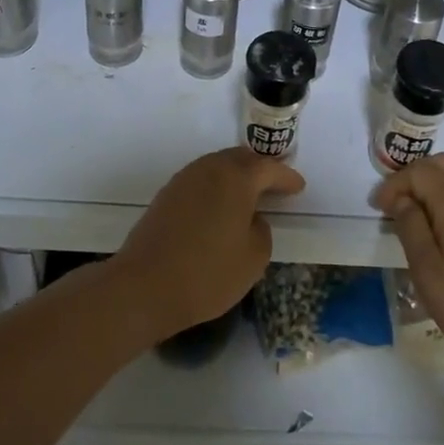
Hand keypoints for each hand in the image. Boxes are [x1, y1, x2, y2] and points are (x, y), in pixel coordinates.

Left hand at [110, 147, 303, 342]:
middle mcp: (209, 169)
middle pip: (241, 158)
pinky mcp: (166, 195)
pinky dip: (216, 188)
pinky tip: (219, 208)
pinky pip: (201, 181)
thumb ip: (261, 231)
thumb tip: (252, 220)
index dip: (287, 177)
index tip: (299, 187)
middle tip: (275, 185)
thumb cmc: (207, 272)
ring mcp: (184, 179)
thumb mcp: (254, 258)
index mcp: (236, 177)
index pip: (268, 168)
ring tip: (248, 196)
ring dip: (236, 177)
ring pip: (218, 167)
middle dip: (260, 169)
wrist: (144, 286)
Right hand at [371, 153, 443, 376]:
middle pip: (443, 163)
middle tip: (397, 204)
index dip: (394, 184)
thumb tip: (402, 200)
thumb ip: (411, 228)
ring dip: (439, 179)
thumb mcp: (427, 272)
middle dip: (415, 176)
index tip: (379, 208)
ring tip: (423, 209)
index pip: (419, 172)